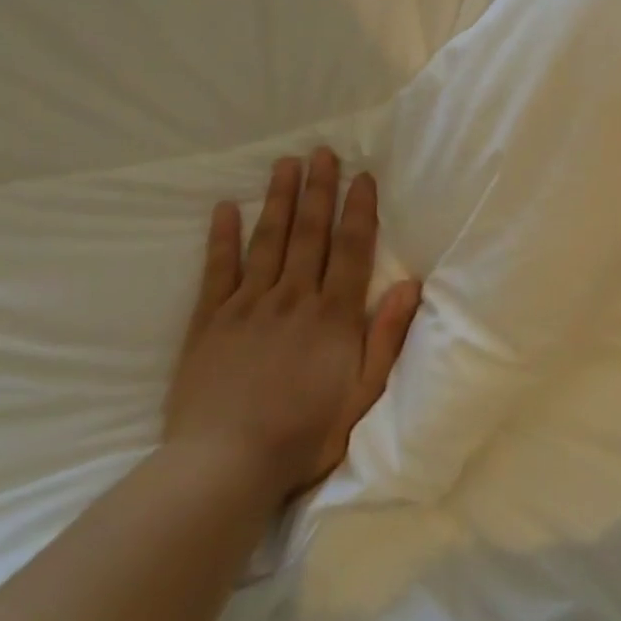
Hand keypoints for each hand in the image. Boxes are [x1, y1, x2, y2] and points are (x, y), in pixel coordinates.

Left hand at [163, 149, 420, 502]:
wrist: (223, 468)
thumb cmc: (302, 436)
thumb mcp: (361, 395)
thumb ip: (386, 337)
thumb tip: (411, 285)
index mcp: (332, 315)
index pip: (351, 248)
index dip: (358, 209)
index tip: (362, 176)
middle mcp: (293, 297)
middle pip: (310, 232)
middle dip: (319, 189)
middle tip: (322, 151)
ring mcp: (248, 305)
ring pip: (268, 239)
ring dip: (278, 198)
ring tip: (285, 163)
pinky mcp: (209, 320)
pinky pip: (217, 269)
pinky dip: (221, 237)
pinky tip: (224, 208)